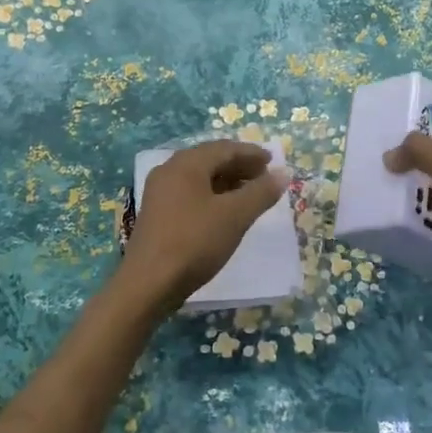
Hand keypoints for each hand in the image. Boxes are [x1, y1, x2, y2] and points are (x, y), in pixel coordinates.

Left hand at [118, 140, 286, 311]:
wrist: (148, 284)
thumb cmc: (194, 242)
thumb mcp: (235, 216)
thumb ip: (261, 193)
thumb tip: (284, 173)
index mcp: (186, 164)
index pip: (224, 148)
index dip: (251, 153)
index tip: (273, 161)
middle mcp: (169, 171)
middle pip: (210, 159)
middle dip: (239, 165)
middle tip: (264, 176)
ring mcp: (160, 192)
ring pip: (199, 177)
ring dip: (226, 181)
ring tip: (249, 193)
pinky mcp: (157, 213)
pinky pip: (190, 192)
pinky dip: (212, 195)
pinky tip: (225, 211)